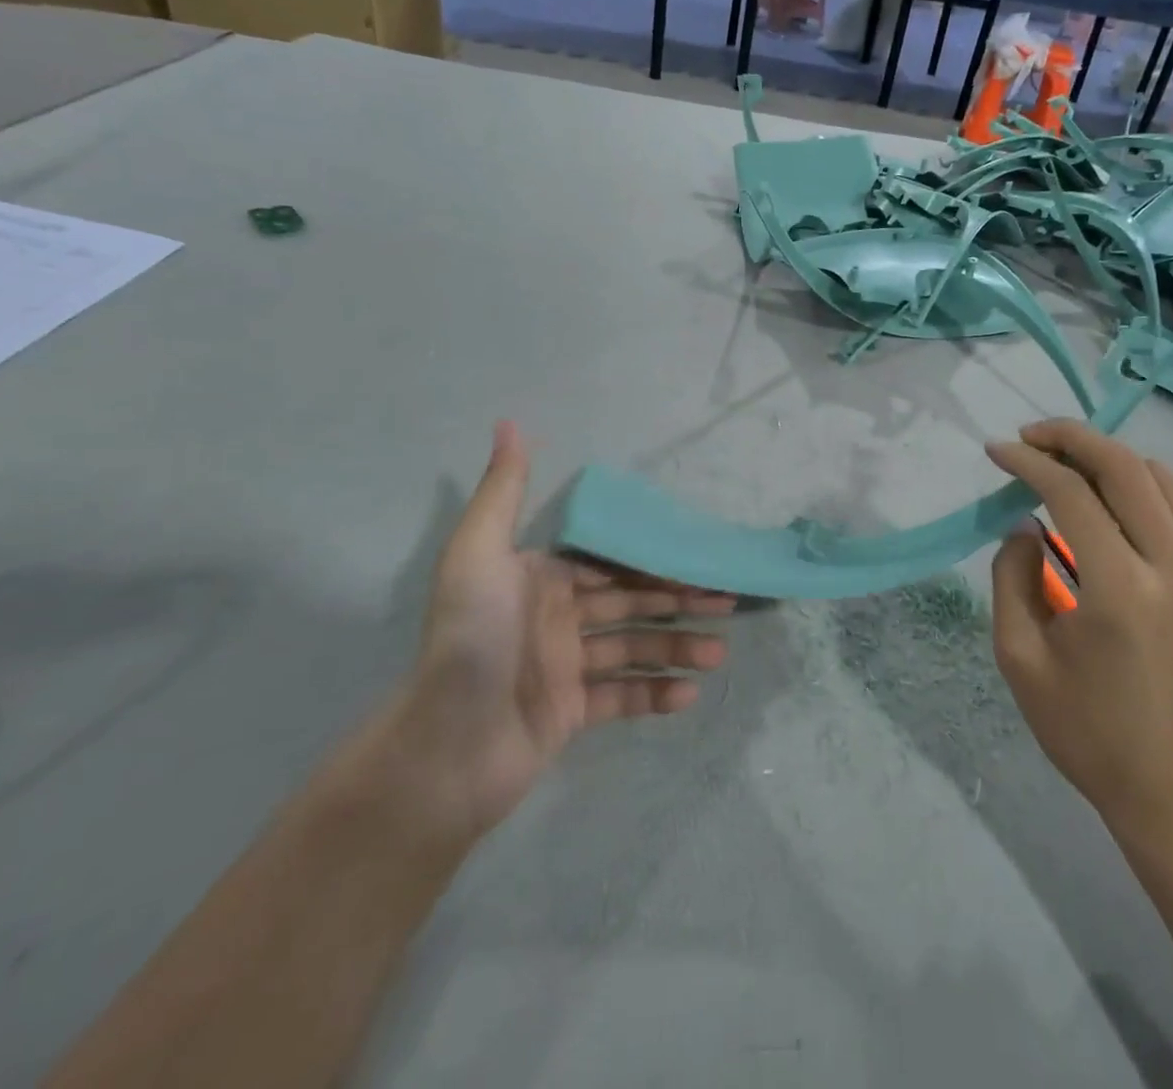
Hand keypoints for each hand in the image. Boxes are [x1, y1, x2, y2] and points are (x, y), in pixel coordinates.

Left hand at [392, 421, 733, 838]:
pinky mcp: (569, 714)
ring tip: (718, 653)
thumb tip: (510, 423)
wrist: (445, 749)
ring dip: (676, 648)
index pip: (609, 560)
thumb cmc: (472, 639)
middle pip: (629, 602)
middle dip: (677, 600)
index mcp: (541, 578)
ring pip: (633, 649)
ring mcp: (564, 667)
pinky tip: (689, 694)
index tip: (699, 556)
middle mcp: (555, 617)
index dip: (653, 557)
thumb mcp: (480, 553)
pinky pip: (621, 698)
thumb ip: (505, 490)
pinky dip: (655, 694)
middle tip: (727, 602)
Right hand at [987, 419, 1172, 854]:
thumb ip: (1012, 577)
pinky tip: (1097, 494)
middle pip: (1124, 467)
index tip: (994, 452)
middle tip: (1026, 437)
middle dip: (1070, 437)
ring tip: (1058, 460)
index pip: (1072, 494)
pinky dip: (1133, 482)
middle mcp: (1170, 567)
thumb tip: (1024, 526)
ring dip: (1104, 455)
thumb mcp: (1019, 656)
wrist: (1168, 788)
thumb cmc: (1082, 729)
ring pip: (1156, 478)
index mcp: (1119, 590)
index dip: (1028, 463)